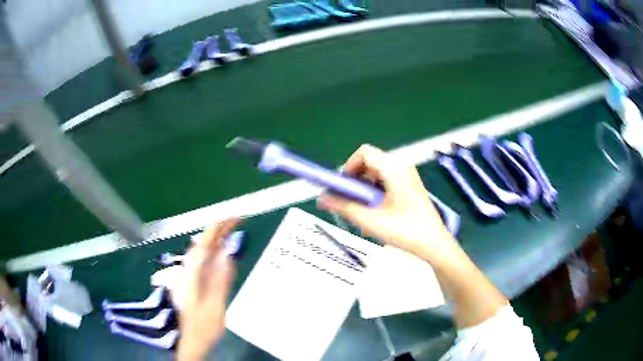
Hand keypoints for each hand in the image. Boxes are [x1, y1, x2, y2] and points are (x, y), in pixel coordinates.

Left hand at [176, 218, 238, 360]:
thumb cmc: (203, 326)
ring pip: (204, 250)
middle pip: (204, 243)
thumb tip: (228, 256)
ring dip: (218, 237)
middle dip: (220, 229)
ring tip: (234, 227)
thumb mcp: (214, 307)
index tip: (234, 218)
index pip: (204, 243)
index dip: (218, 227)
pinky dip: (216, 250)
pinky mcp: (196, 280)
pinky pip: (206, 261)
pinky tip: (223, 249)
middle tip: (240, 219)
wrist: (192, 340)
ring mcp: (192, 274)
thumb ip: (220, 282)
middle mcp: (190, 270)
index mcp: (192, 274)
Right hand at [317, 145, 454, 260]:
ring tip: (363, 214)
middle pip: (369, 164)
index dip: (348, 166)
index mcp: (395, 168)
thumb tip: (322, 198)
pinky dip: (375, 196)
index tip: (342, 187)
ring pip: (376, 176)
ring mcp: (407, 178)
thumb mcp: (370, 220)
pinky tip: (375, 216)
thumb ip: (344, 207)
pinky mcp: (409, 189)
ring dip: (364, 191)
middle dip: (355, 182)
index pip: (364, 153)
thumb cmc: (406, 231)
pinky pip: (385, 184)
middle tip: (349, 203)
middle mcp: (402, 168)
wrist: (434, 245)